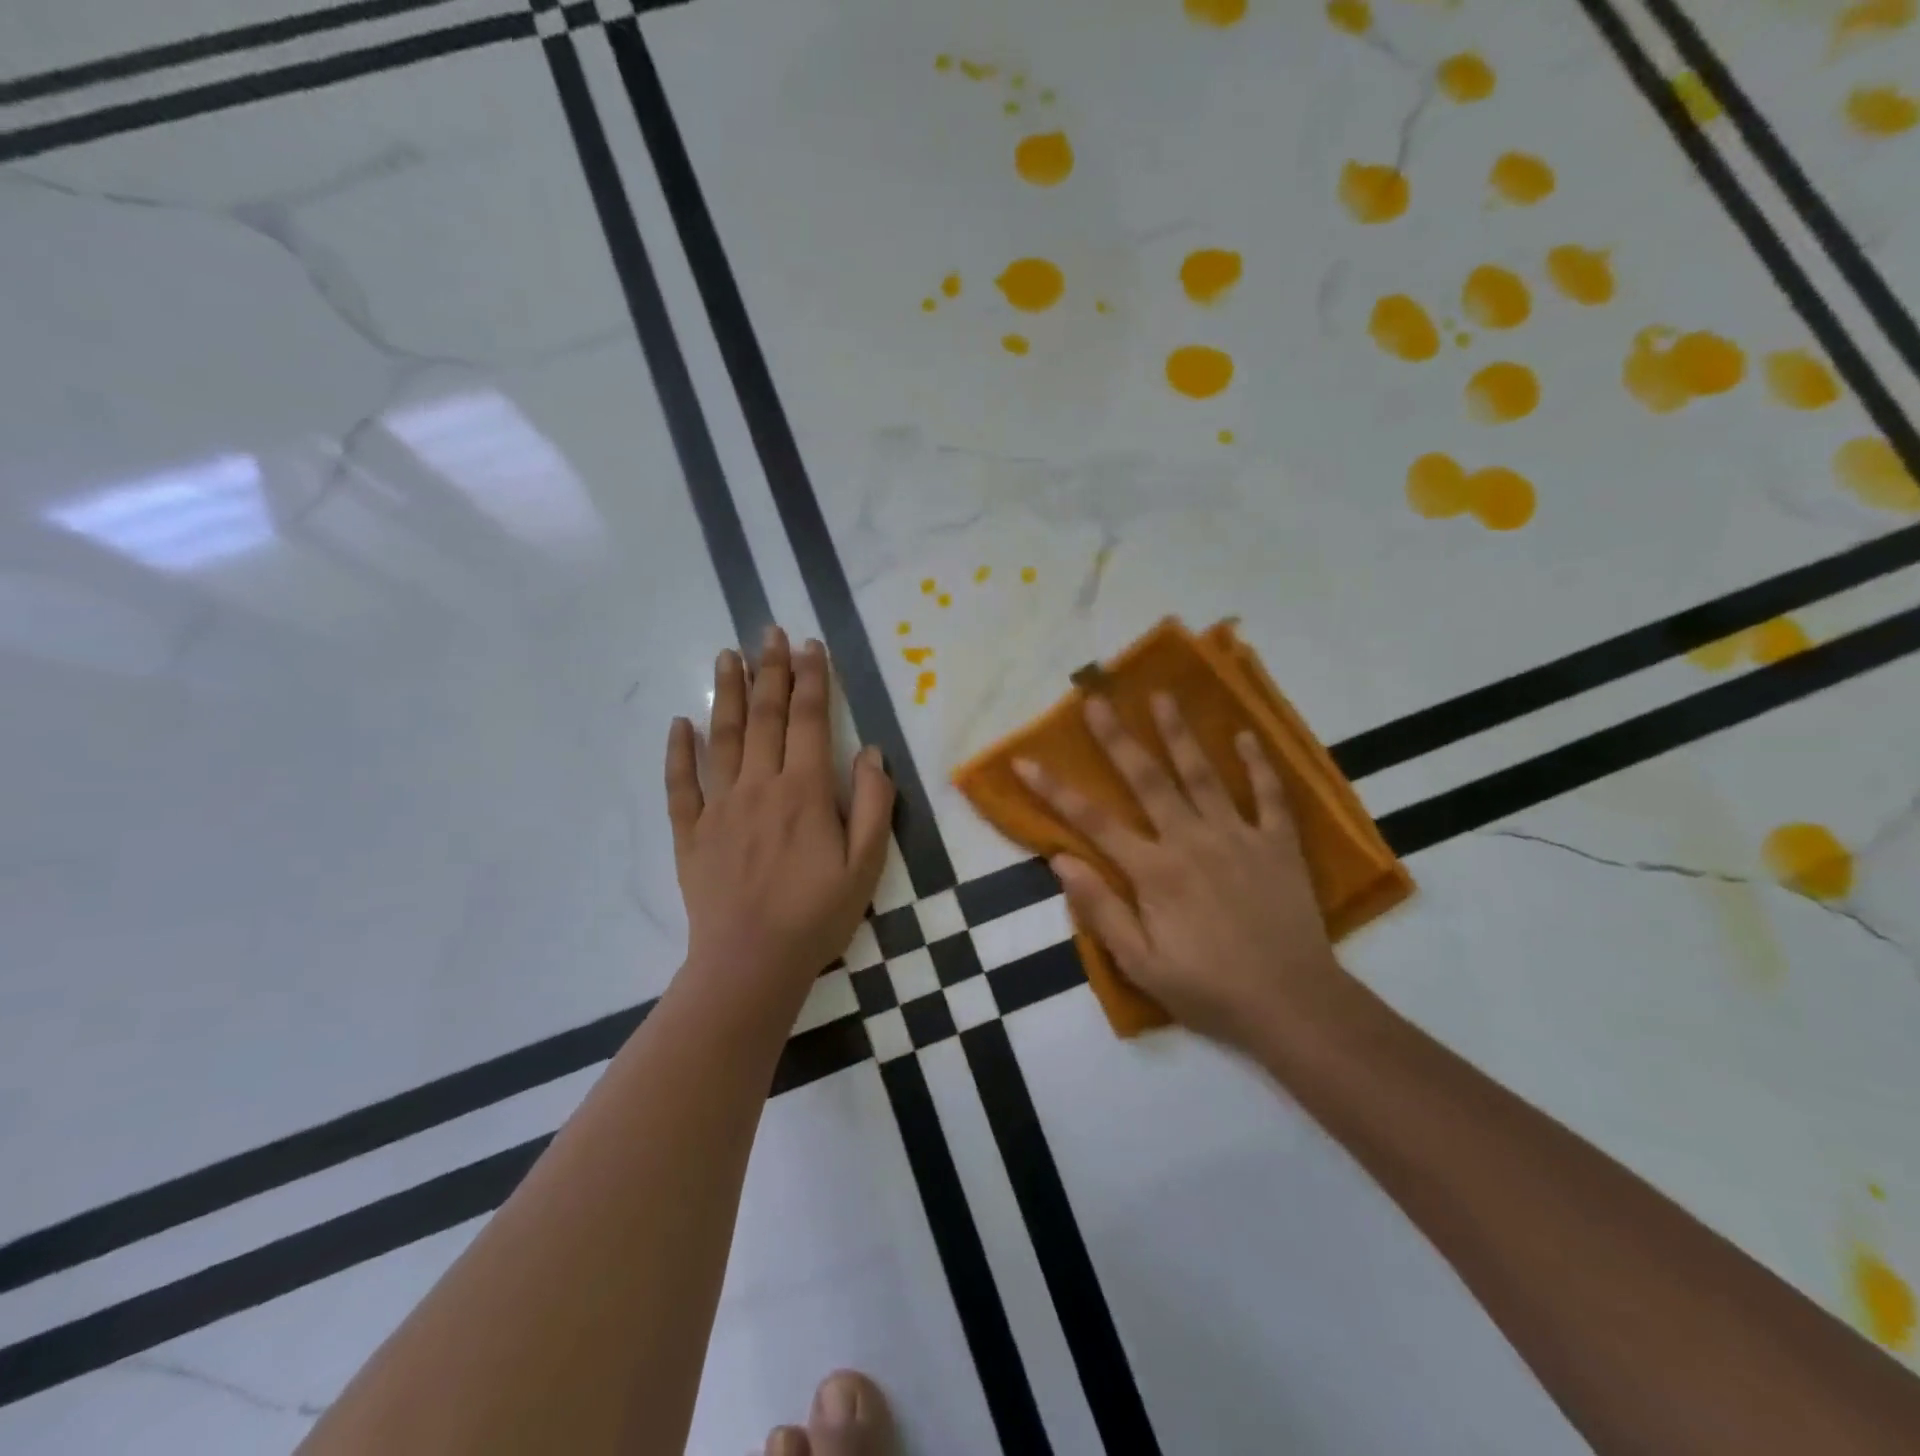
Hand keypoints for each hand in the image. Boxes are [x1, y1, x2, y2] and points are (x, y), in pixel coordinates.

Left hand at [665, 627, 894, 1002]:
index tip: (811, 645)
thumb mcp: (867, 865)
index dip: (812, 679)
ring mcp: (719, 807)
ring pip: (721, 737)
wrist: (750, 964)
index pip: (809, 720)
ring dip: (724, 692)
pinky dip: (677, 751)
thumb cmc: (817, 916)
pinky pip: (680, 784)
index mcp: (804, 792)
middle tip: (769, 631)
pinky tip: (679, 723)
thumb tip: (870, 750)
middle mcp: (759, 786)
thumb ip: (874, 803)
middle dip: (770, 670)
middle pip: (764, 716)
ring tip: (726, 655)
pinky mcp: (691, 833)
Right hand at [1015, 694, 1346, 1052]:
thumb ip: (1101, 910)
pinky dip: (1258, 764)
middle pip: (1147, 779)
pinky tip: (1245, 735)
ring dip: (1179, 734)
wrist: (1293, 1006)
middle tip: (1097, 699)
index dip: (1054, 790)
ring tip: (1162, 696)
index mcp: (1154, 872)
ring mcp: (1239, 837)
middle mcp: (1192, 841)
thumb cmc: (1209, 990)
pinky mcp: (1279, 845)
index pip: (1093, 822)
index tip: (1025, 761)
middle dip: (1117, 738)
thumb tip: (1061, 860)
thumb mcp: (1141, 965)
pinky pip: (1269, 796)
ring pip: (1203, 775)